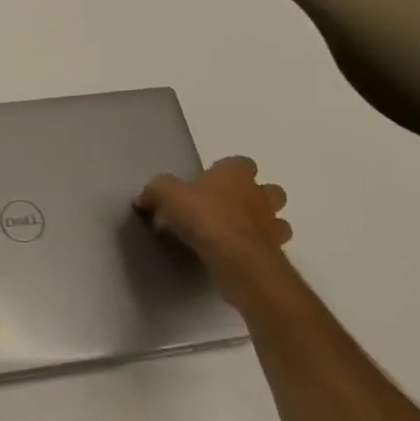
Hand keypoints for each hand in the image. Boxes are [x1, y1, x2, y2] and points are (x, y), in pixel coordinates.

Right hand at [136, 157, 292, 297]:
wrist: (236, 258)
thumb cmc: (205, 216)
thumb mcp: (168, 195)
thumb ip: (156, 191)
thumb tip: (143, 199)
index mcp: (236, 174)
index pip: (241, 163)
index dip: (227, 171)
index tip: (209, 183)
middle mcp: (259, 195)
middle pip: (269, 190)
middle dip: (255, 197)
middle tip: (228, 209)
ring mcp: (271, 225)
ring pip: (276, 220)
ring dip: (262, 225)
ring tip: (236, 235)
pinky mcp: (274, 254)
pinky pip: (269, 247)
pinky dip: (257, 250)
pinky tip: (237, 256)